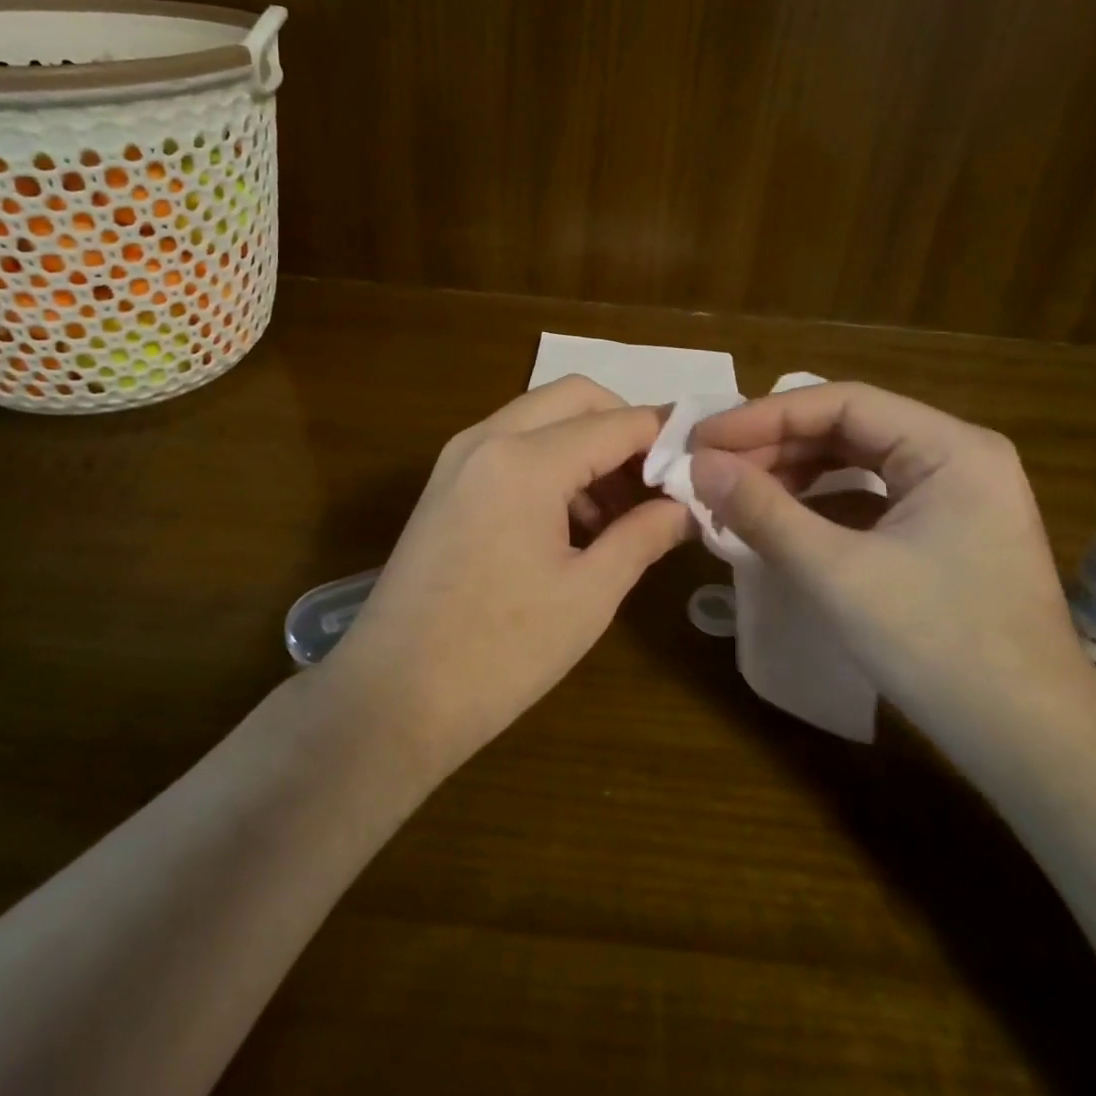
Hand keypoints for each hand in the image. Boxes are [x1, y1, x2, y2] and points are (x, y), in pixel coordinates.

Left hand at [320, 376, 690, 773]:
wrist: (392, 697)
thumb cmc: (500, 652)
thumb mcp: (589, 594)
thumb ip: (644, 536)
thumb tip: (687, 508)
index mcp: (525, 460)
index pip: (617, 422)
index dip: (666, 437)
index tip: (703, 464)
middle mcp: (487, 438)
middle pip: (575, 398)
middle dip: (623, 428)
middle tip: (656, 484)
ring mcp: (458, 458)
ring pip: (540, 419)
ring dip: (586, 446)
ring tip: (619, 513)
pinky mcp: (445, 483)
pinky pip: (510, 446)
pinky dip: (550, 463)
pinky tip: (571, 522)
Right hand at [688, 382, 1095, 769]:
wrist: (1032, 747)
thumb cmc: (939, 647)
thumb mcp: (837, 573)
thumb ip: (763, 511)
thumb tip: (699, 465)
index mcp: (950, 447)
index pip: (841, 403)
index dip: (763, 416)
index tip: (703, 440)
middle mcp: (957, 457)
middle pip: (848, 429)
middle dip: (774, 446)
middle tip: (710, 469)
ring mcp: (955, 497)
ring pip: (856, 463)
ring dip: (792, 475)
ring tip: (734, 493)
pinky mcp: (945, 534)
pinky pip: (870, 499)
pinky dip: (819, 505)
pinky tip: (779, 521)